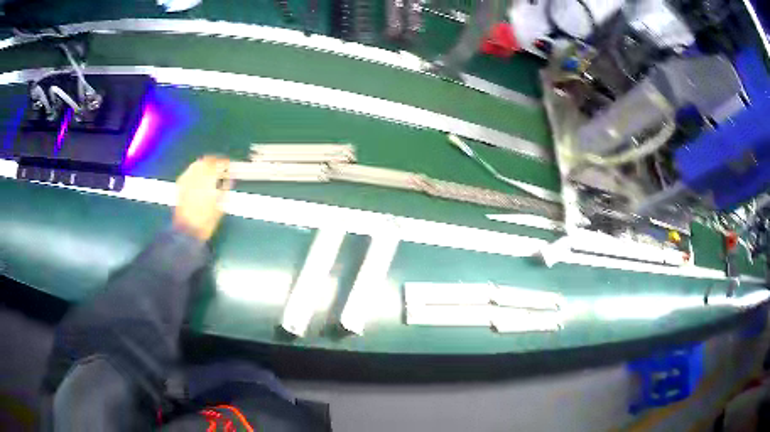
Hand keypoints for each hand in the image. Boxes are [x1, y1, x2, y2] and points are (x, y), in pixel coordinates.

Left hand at [173, 156, 231, 240]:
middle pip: (207, 160)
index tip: (229, 166)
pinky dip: (195, 170)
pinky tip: (198, 176)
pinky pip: (189, 171)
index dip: (226, 163)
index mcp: (209, 180)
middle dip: (215, 161)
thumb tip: (228, 178)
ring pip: (197, 164)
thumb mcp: (221, 205)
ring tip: (209, 170)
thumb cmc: (207, 221)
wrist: (188, 230)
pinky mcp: (180, 184)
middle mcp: (197, 175)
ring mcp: (187, 179)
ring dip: (205, 164)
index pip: (219, 164)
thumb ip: (225, 188)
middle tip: (220, 166)